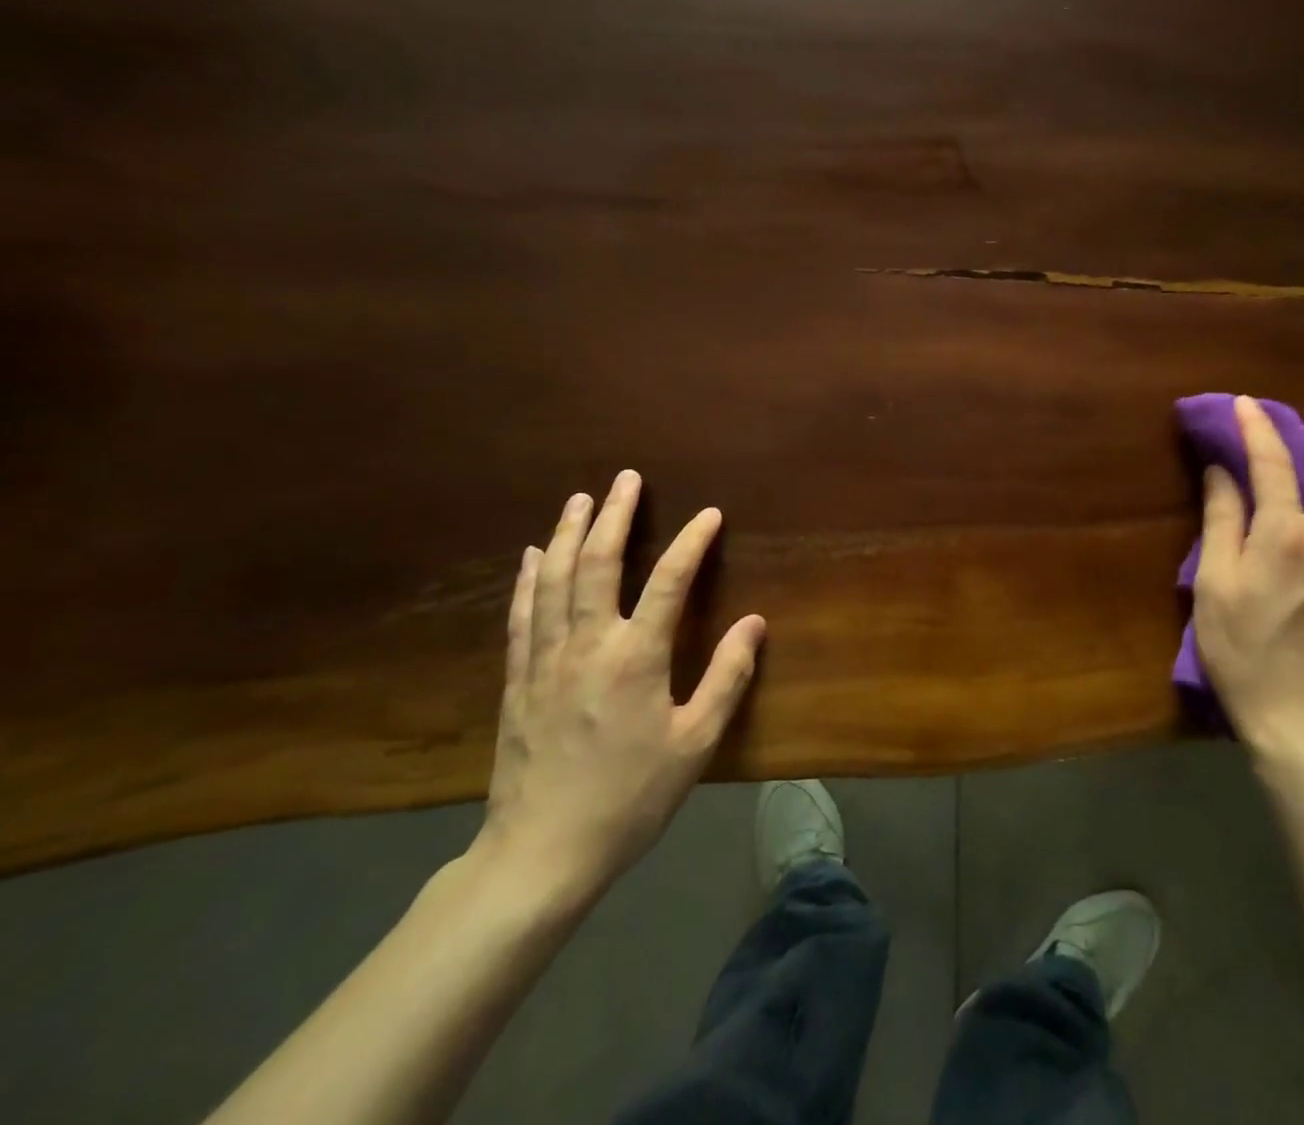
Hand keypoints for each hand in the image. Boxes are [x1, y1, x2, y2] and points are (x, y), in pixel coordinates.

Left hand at [474, 471, 764, 900]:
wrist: (541, 854)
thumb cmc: (630, 798)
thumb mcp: (695, 743)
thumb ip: (727, 678)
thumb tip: (755, 623)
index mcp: (635, 659)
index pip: (668, 581)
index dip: (691, 542)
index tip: (710, 514)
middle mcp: (587, 645)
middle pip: (596, 564)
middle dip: (613, 515)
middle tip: (626, 479)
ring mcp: (545, 660)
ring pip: (552, 579)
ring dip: (566, 533)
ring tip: (580, 499)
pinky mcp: (518, 680)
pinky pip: (522, 614)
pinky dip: (528, 577)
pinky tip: (531, 555)